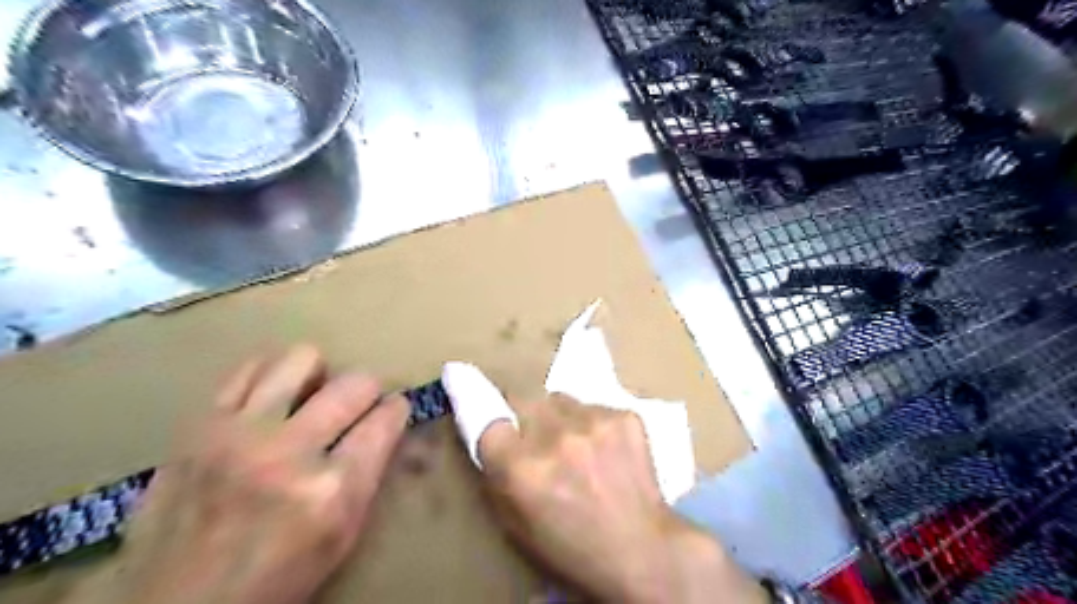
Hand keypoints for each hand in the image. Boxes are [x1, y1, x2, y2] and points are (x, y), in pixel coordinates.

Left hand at [66, 343, 409, 603]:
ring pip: (303, 358)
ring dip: (318, 375)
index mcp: (332, 490)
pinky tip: (272, 397)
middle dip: (367, 391)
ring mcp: (239, 433)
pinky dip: (271, 374)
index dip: (396, 409)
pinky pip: (249, 368)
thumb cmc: (277, 576)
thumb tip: (385, 422)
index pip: (386, 419)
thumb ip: (369, 472)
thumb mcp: (343, 535)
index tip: (392, 410)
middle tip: (356, 407)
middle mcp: (289, 452)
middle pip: (355, 383)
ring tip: (310, 397)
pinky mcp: (200, 425)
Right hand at [443, 362, 765, 603]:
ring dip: (559, 415)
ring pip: (560, 398)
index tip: (460, 373)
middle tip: (534, 431)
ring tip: (574, 442)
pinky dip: (590, 421)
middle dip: (522, 409)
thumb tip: (488, 429)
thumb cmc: (570, 546)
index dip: (473, 394)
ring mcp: (594, 422)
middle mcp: (554, 437)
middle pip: (523, 395)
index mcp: (521, 469)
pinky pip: (593, 405)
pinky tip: (603, 447)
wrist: (640, 549)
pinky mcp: (624, 416)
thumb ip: (496, 472)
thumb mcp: (516, 522)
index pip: (485, 414)